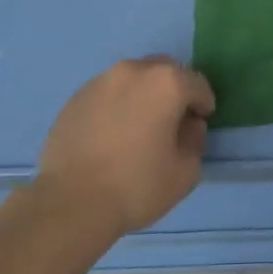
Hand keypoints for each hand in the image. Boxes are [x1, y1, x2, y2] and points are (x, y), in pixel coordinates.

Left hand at [35, 56, 214, 236]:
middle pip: (164, 71)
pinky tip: (110, 135)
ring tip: (137, 128)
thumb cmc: (135, 186)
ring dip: (142, 95)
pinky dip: (116, 106)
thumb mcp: (184, 173)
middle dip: (173, 91)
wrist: (69, 203)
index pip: (198, 84)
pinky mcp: (76, 97)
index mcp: (167, 82)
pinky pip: (107, 94)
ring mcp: (101, 80)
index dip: (203, 105)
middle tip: (170, 122)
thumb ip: (195, 141)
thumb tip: (188, 127)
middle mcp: (134, 70)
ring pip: (133, 79)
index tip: (198, 125)